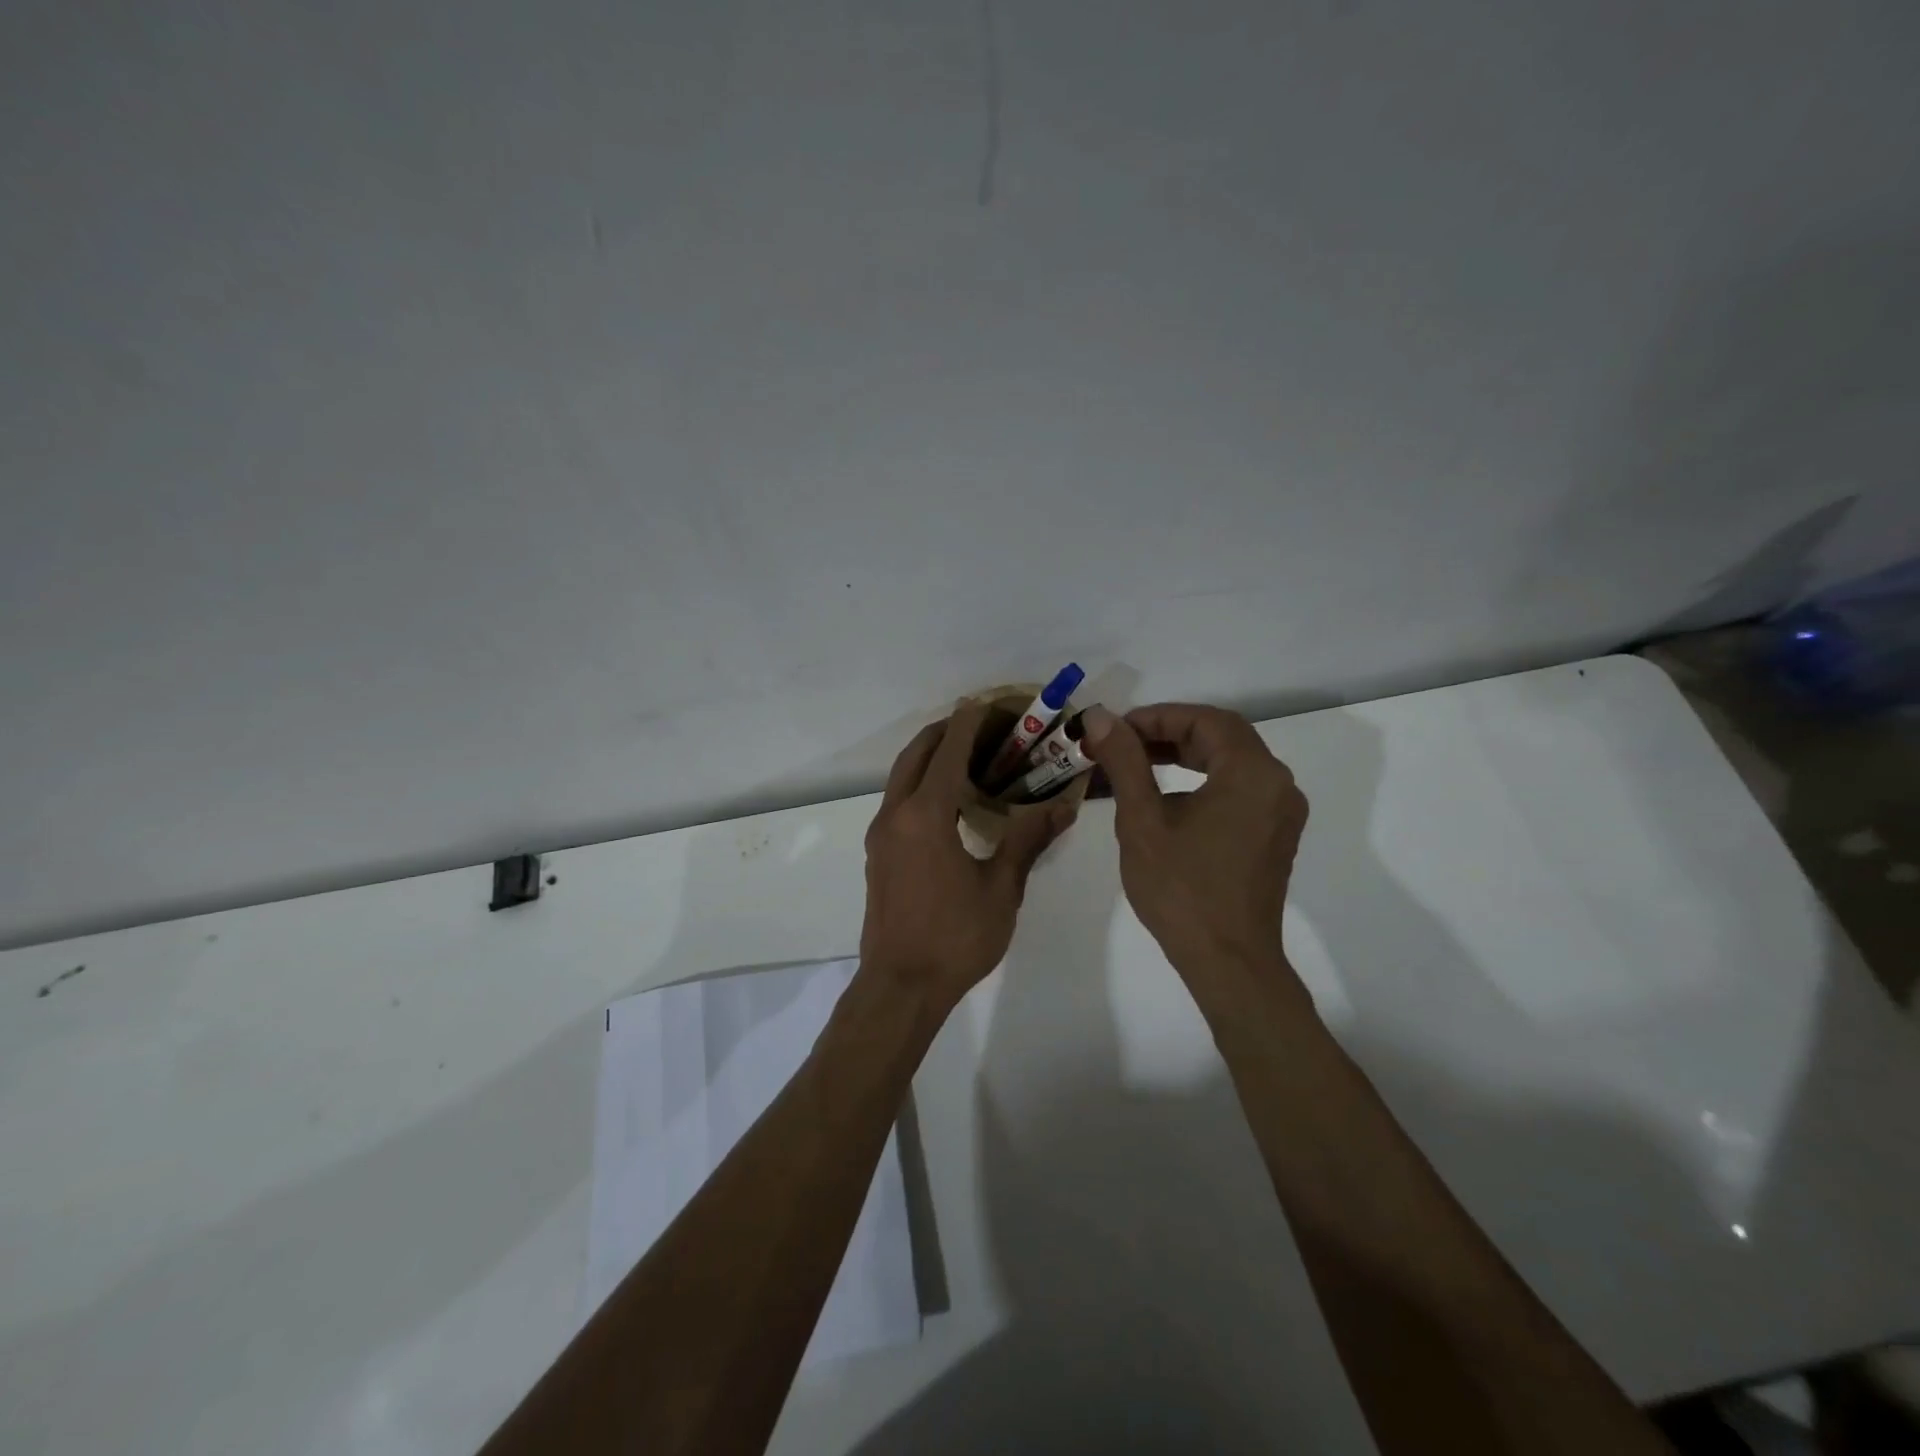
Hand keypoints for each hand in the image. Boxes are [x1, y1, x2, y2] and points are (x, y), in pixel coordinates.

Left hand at [860, 700, 1077, 1011]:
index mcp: (926, 815)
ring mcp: (881, 833)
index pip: (949, 750)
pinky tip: (950, 799)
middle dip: (948, 730)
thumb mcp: (1001, 888)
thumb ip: (1027, 839)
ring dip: (932, 755)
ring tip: (971, 755)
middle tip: (985, 726)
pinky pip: (898, 798)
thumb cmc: (955, 938)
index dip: (972, 722)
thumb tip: (1063, 805)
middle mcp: (896, 814)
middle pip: (917, 752)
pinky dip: (921, 781)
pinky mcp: (878, 852)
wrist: (900, 986)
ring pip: (902, 774)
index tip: (993, 704)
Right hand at [1082, 702, 1307, 983]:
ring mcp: (1281, 811)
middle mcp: (1277, 784)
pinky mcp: (1275, 834)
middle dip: (1169, 733)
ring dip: (1186, 754)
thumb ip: (1124, 761)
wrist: (1228, 961)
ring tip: (1138, 764)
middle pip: (1222, 736)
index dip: (1156, 717)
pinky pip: (1239, 788)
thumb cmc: (1181, 889)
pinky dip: (1204, 779)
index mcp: (1252, 773)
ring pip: (1231, 762)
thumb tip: (1100, 717)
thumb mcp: (1142, 820)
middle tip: (1122, 744)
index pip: (1204, 720)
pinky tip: (1169, 796)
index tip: (1116, 729)